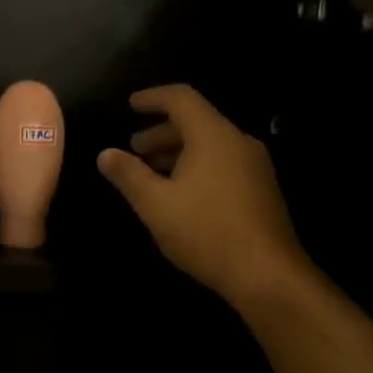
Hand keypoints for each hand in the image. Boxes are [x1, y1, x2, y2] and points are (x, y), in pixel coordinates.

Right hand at [96, 85, 311, 309]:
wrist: (267, 275)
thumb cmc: (205, 231)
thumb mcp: (155, 204)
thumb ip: (128, 174)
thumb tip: (105, 154)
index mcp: (213, 136)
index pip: (181, 99)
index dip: (152, 98)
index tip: (130, 105)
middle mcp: (238, 143)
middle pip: (196, 121)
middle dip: (161, 132)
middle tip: (134, 149)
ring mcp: (255, 167)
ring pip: (210, 145)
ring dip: (177, 152)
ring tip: (151, 172)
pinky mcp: (261, 190)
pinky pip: (223, 163)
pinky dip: (196, 166)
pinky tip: (180, 194)